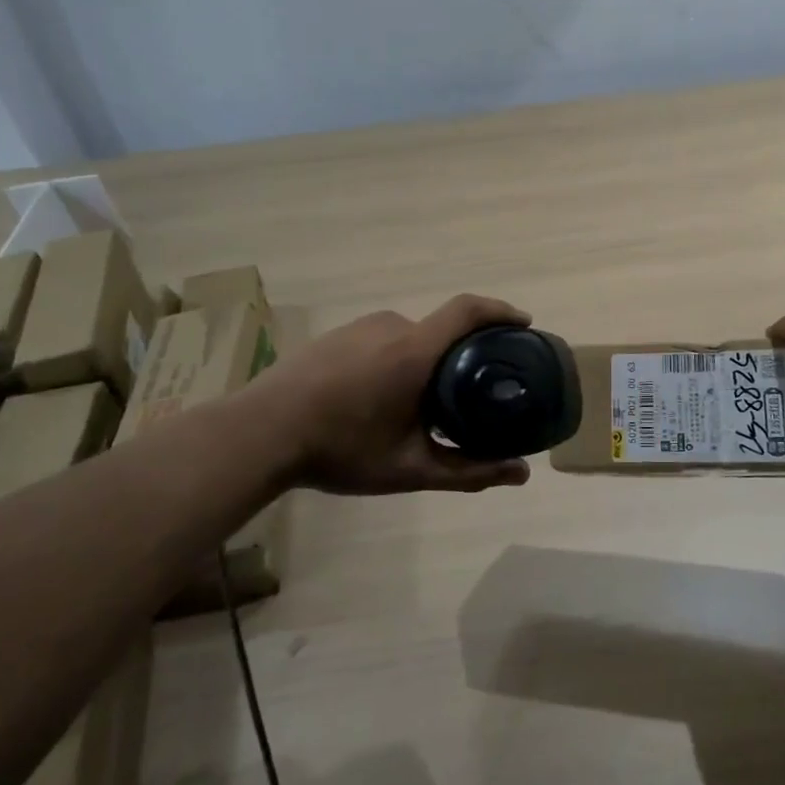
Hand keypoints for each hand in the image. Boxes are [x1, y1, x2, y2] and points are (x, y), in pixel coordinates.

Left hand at [264, 294, 535, 495]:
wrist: (260, 433)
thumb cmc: (341, 448)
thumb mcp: (410, 468)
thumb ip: (469, 471)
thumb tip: (521, 473)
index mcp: (415, 350)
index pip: (469, 310)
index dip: (500, 311)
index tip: (524, 324)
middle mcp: (391, 326)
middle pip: (441, 329)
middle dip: (462, 354)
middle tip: (472, 389)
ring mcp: (359, 328)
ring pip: (409, 337)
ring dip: (425, 360)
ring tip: (424, 402)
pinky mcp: (336, 337)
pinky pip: (381, 340)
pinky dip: (396, 360)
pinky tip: (381, 398)